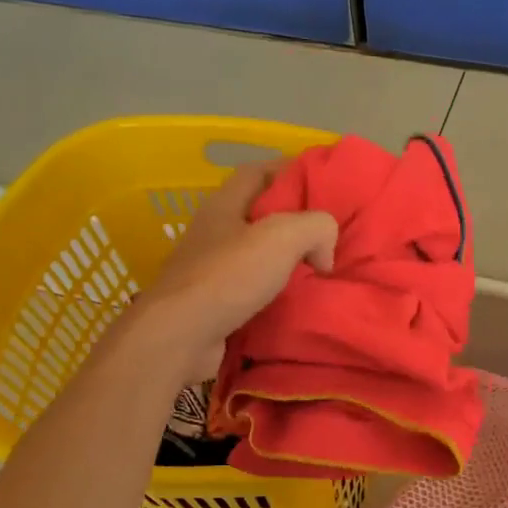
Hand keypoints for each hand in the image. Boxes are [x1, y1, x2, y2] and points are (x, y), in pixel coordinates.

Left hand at [131, 161, 336, 378]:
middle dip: (292, 218)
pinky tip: (295, 300)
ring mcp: (208, 269)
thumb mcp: (283, 237)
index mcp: (223, 205)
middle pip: (257, 213)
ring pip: (255, 253)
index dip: (289, 170)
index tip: (322, 182)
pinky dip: (274, 290)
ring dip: (285, 258)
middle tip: (327, 231)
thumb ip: (316, 228)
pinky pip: (251, 287)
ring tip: (318, 267)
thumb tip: (324, 251)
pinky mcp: (211, 303)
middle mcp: (213, 232)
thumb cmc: (228, 277)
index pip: (257, 172)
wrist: (180, 338)